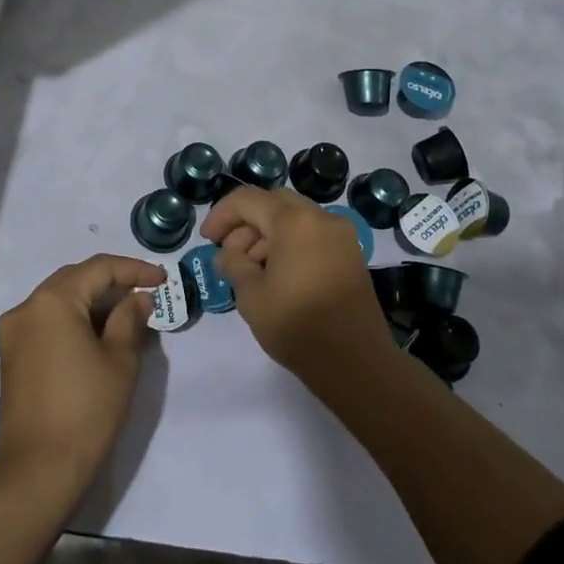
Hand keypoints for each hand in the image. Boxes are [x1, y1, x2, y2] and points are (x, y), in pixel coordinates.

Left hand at [0, 255, 163, 491]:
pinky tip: (98, 333)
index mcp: (52, 301)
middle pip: (74, 278)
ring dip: (92, 300)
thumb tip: (138, 298)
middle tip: (145, 292)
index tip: (162, 279)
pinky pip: (47, 320)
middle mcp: (27, 307)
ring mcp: (13, 330)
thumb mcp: (120, 361)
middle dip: (111, 281)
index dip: (133, 269)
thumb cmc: (86, 411)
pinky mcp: (11, 354)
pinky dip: (73, 318)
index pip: (98, 269)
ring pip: (59, 299)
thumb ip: (129, 319)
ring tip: (126, 313)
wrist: (39, 470)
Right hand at [203, 187, 397, 385]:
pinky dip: (289, 242)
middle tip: (228, 253)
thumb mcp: (251, 296)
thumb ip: (234, 264)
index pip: (248, 200)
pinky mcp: (350, 253)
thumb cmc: (298, 327)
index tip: (207, 239)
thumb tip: (229, 254)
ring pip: (294, 217)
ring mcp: (340, 235)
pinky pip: (312, 233)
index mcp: (294, 221)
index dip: (221, 215)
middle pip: (273, 203)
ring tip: (250, 269)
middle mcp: (321, 218)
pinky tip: (276, 273)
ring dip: (267, 233)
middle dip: (246, 222)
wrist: (357, 363)